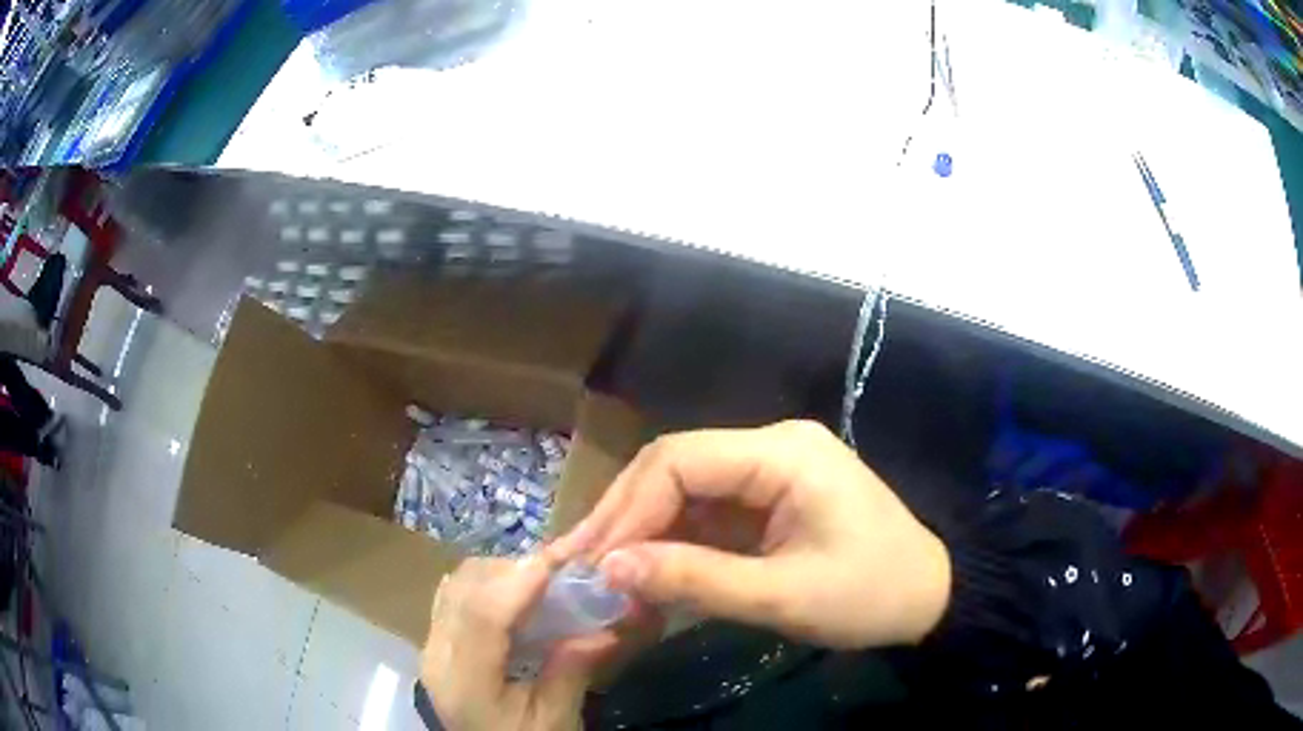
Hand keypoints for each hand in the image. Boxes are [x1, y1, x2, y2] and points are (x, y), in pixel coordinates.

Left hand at [421, 556, 617, 730]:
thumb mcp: (555, 721)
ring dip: (498, 574)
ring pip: (456, 586)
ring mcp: (430, 646)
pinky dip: (483, 584)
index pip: (482, 616)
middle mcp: (437, 655)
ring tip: (539, 581)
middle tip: (560, 571)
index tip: (558, 561)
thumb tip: (604, 629)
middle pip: (464, 590)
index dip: (518, 582)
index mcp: (464, 682)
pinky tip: (512, 594)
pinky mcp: (435, 643)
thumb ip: (571, 672)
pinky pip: (452, 596)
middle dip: (513, 570)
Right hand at [549, 420, 951, 648]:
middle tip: (583, 564)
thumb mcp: (782, 596)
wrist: (929, 597)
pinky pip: (708, 510)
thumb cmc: (869, 594)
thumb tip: (608, 569)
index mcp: (783, 453)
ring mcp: (771, 470)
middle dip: (626, 516)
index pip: (680, 460)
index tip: (593, 560)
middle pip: (676, 467)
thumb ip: (694, 580)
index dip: (628, 508)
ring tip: (605, 571)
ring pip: (685, 488)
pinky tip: (648, 569)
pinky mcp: (770, 498)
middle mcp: (772, 446)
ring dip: (645, 529)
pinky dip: (674, 540)